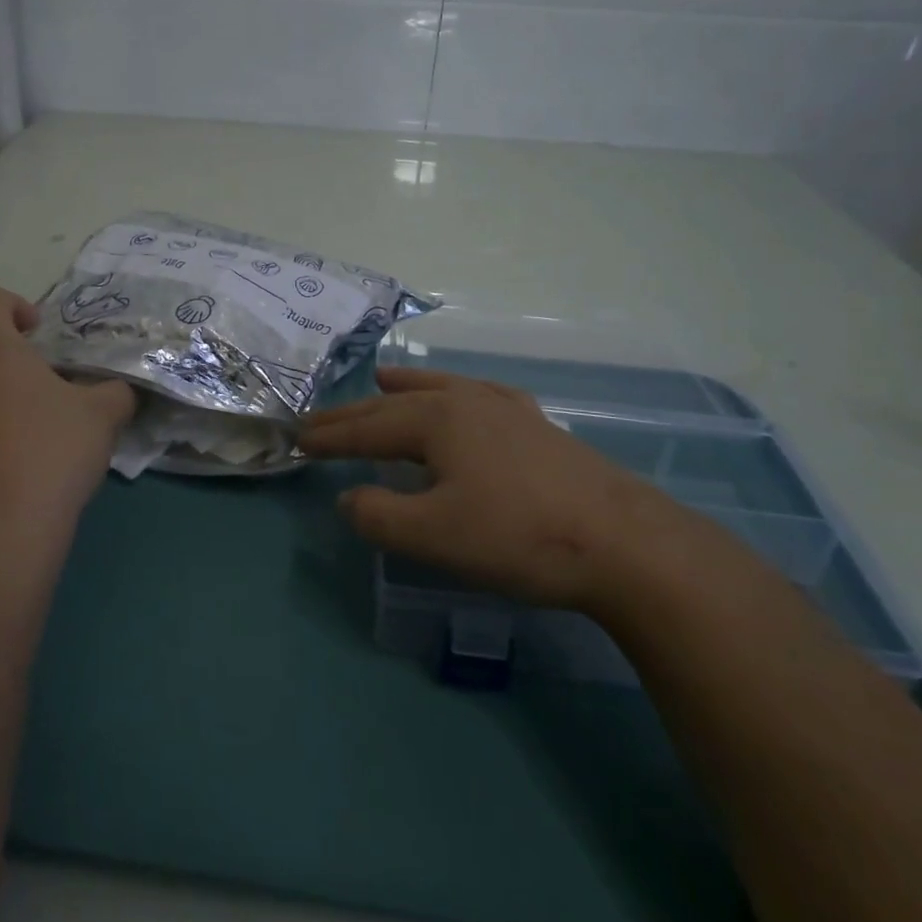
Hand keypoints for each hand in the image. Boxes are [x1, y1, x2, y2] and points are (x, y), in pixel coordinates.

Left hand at [0, 285, 135, 553]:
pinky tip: (22, 477)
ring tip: (45, 445)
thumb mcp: (103, 416)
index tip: (39, 333)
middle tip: (60, 401)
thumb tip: (117, 392)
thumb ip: (115, 392)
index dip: (10, 304)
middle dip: (21, 369)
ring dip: (7, 408)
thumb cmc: (50, 454)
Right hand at [300, 367, 690, 614]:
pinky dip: (457, 392)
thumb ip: (380, 515)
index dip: (330, 436)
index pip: (367, 427)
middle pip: (396, 403)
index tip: (297, 439)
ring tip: (381, 380)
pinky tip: (466, 396)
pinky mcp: (537, 426)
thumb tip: (348, 497)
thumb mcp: (435, 536)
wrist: (624, 542)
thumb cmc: (520, 536)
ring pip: (441, 389)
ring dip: (404, 388)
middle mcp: (465, 401)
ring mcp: (506, 409)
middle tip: (318, 419)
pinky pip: (482, 397)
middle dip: (353, 413)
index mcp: (436, 420)